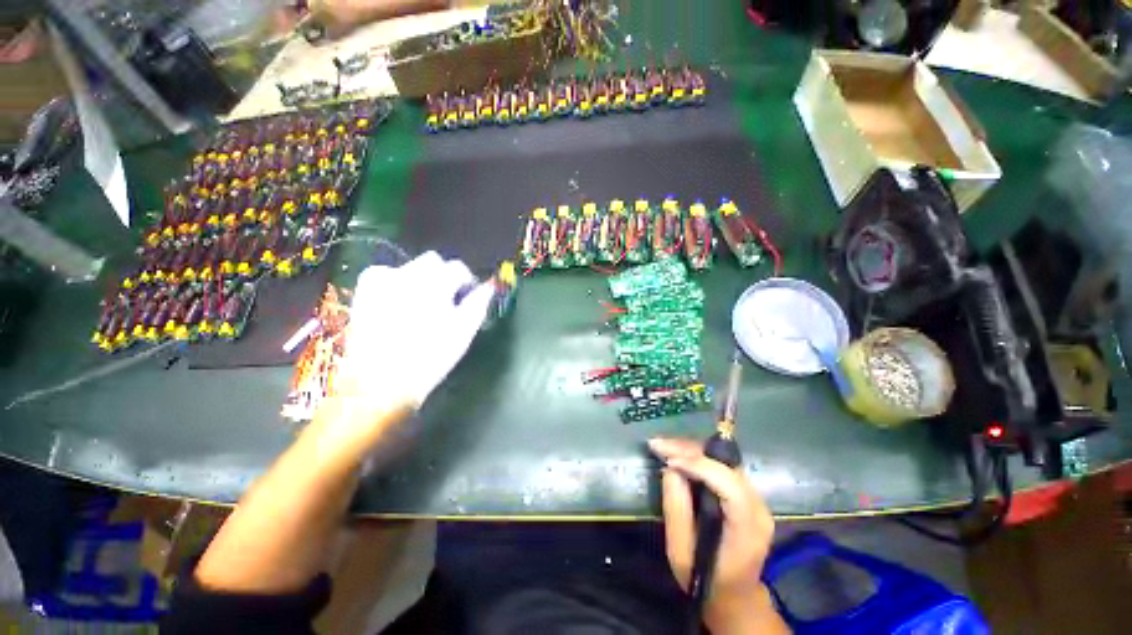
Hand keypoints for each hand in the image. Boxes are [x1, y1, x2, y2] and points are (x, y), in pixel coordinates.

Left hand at [315, 251, 493, 459]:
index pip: (458, 268)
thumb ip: (479, 303)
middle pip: (434, 261)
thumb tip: (489, 286)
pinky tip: (400, 304)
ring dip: (422, 280)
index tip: (469, 297)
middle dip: (444, 277)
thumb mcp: (463, 331)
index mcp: (434, 284)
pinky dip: (399, 283)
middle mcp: (406, 274)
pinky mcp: (365, 289)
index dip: (467, 281)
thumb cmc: (431, 357)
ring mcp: (381, 279)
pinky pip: (388, 275)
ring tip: (422, 305)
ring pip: (411, 267)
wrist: (380, 381)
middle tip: (447, 301)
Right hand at [649, 438, 774, 607]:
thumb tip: (670, 469)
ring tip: (664, 447)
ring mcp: (757, 499)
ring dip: (692, 450)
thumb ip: (677, 510)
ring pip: (723, 461)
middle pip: (726, 466)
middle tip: (658, 445)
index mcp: (748, 528)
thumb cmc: (706, 579)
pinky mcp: (748, 495)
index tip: (668, 460)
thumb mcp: (681, 553)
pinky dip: (699, 457)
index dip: (698, 466)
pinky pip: (722, 466)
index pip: (728, 485)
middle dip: (689, 451)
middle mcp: (759, 507)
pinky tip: (679, 455)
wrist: (735, 597)